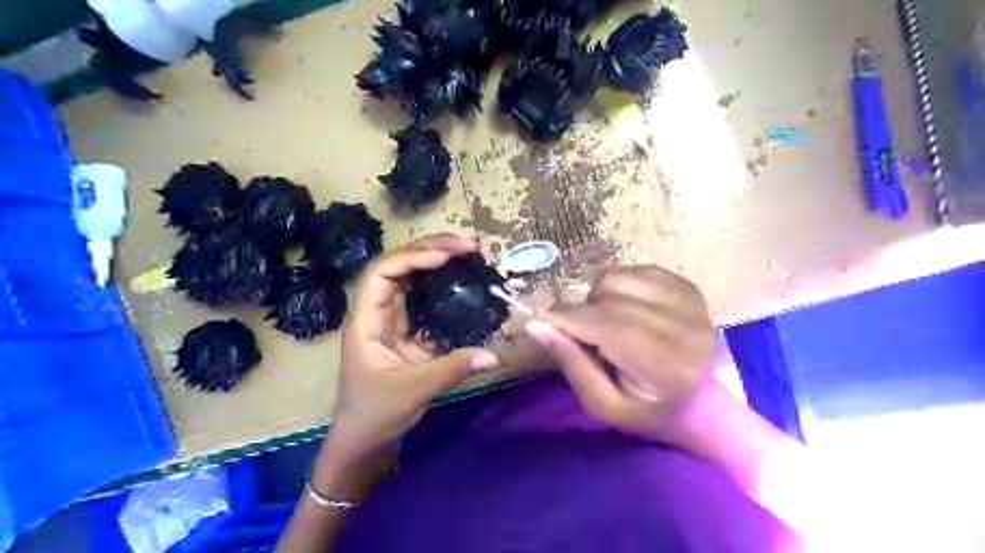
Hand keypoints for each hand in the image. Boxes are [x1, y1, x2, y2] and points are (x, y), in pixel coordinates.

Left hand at [327, 232, 500, 467]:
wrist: (363, 441)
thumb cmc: (375, 415)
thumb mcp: (414, 391)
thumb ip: (453, 369)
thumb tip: (493, 355)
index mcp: (367, 320)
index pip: (383, 273)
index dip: (413, 257)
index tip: (447, 256)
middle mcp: (378, 313)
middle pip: (399, 267)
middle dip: (432, 250)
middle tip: (469, 247)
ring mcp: (393, 322)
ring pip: (413, 281)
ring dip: (439, 264)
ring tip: (469, 256)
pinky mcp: (408, 334)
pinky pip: (426, 303)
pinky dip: (445, 290)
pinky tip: (465, 285)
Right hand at [522, 266, 715, 441]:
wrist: (703, 401)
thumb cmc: (648, 409)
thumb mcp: (603, 403)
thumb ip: (571, 363)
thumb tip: (536, 324)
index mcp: (664, 364)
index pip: (606, 325)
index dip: (567, 318)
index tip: (543, 321)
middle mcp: (682, 324)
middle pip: (608, 297)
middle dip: (581, 312)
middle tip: (582, 335)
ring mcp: (687, 299)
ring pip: (616, 277)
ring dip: (599, 297)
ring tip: (606, 321)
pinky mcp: (686, 285)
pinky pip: (633, 270)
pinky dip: (617, 286)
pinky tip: (625, 309)